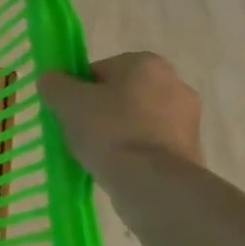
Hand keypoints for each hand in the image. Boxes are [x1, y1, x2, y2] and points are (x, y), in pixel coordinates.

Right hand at [39, 52, 203, 178]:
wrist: (152, 182)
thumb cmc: (109, 130)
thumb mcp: (67, 101)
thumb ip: (55, 84)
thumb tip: (52, 81)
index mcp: (146, 63)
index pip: (99, 70)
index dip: (78, 90)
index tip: (68, 111)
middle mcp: (175, 83)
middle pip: (120, 94)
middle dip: (100, 110)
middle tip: (79, 132)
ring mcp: (188, 118)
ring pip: (137, 120)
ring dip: (118, 132)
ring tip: (97, 154)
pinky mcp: (192, 149)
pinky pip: (151, 143)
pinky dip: (134, 151)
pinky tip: (118, 166)